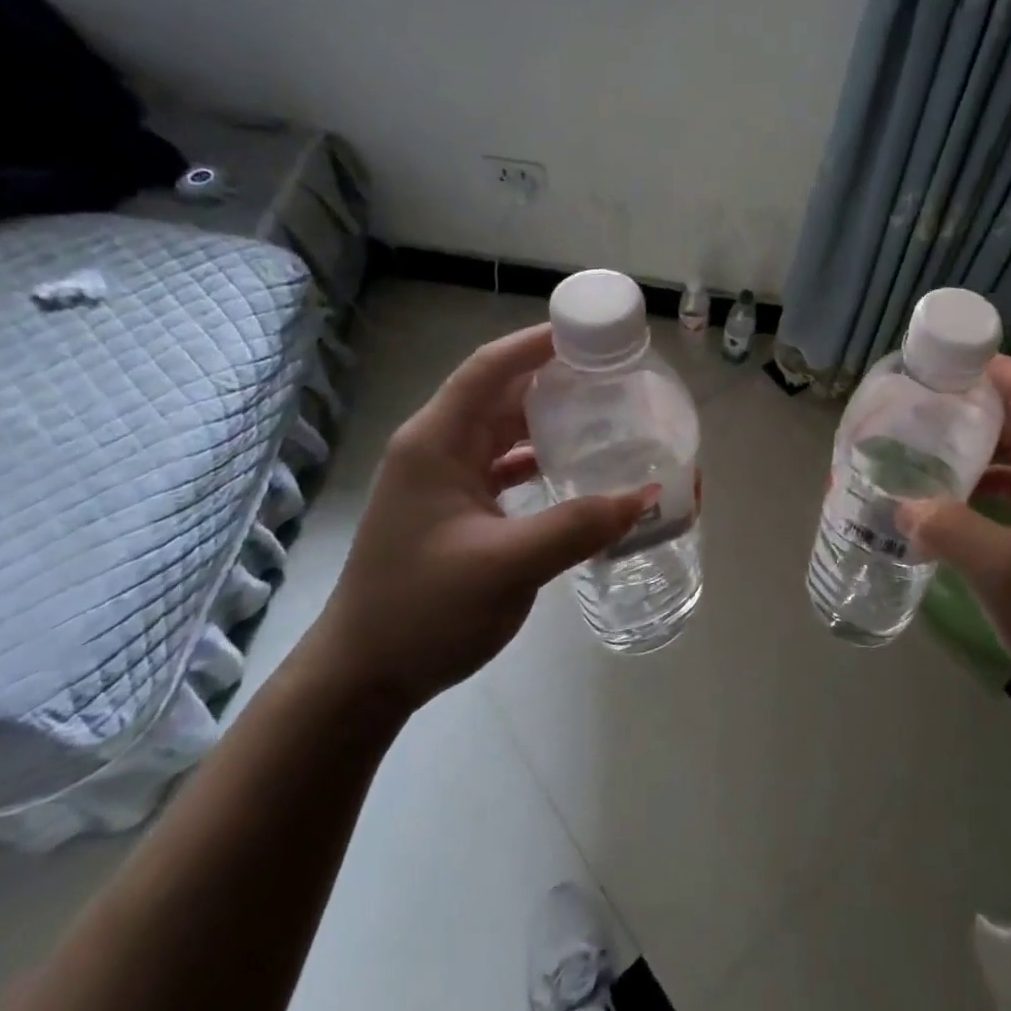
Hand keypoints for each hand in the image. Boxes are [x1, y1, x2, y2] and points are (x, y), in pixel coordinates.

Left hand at [308, 324, 653, 711]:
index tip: (591, 333)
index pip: (490, 369)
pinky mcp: (453, 507)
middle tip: (614, 376)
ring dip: (548, 420)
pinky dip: (538, 458)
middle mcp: (436, 448)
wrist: (363, 677)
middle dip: (555, 379)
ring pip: (503, 429)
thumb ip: (579, 526)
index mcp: (436, 442)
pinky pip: (502, 464)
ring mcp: (443, 479)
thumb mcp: (507, 566)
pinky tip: (574, 468)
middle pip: (500, 393)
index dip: (537, 343)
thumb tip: (647, 495)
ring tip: (604, 414)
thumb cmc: (423, 610)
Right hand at [897, 357, 1010, 708]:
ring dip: (983, 450)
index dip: (987, 369)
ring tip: (931, 455)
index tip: (938, 369)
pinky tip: (962, 506)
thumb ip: (946, 528)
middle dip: (974, 410)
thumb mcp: (999, 571)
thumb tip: (903, 506)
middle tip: (920, 414)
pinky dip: (997, 484)